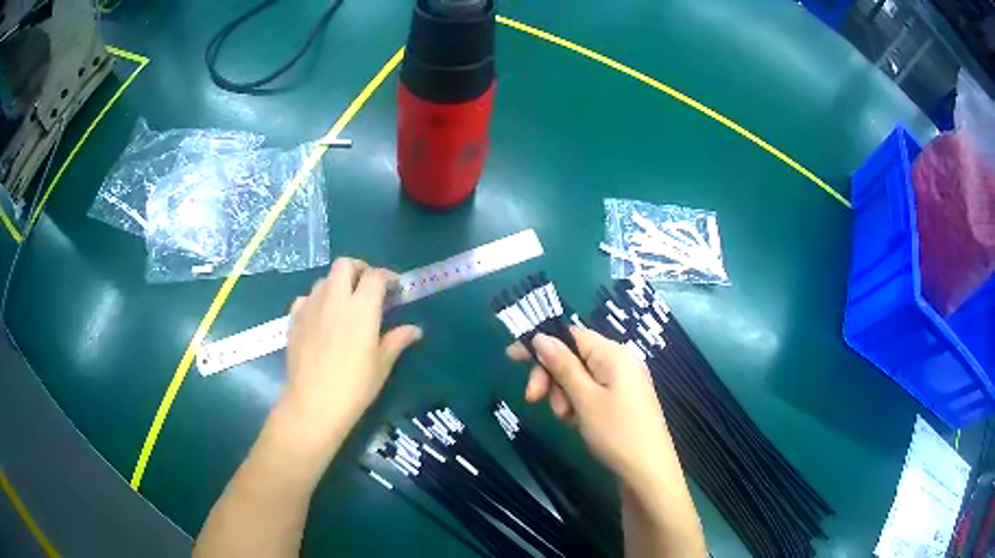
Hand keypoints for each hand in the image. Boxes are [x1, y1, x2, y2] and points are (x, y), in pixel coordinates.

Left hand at [284, 257, 421, 438]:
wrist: (314, 403)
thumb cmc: (354, 386)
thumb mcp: (382, 365)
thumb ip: (397, 340)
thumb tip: (415, 330)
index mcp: (361, 307)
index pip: (375, 276)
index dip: (387, 277)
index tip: (394, 289)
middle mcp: (334, 298)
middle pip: (344, 265)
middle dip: (358, 269)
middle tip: (367, 287)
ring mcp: (310, 306)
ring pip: (324, 279)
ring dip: (337, 285)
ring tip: (344, 305)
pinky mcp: (294, 318)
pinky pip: (306, 298)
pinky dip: (316, 301)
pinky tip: (320, 318)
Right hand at [506, 328, 674, 485]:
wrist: (648, 472)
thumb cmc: (616, 432)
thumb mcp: (585, 399)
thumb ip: (563, 366)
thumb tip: (540, 336)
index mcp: (613, 354)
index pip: (570, 335)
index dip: (541, 344)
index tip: (512, 359)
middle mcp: (620, 362)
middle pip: (573, 357)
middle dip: (551, 376)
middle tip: (533, 399)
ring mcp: (623, 383)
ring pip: (580, 378)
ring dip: (563, 394)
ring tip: (565, 418)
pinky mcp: (622, 401)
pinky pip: (591, 393)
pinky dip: (577, 404)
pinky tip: (575, 422)